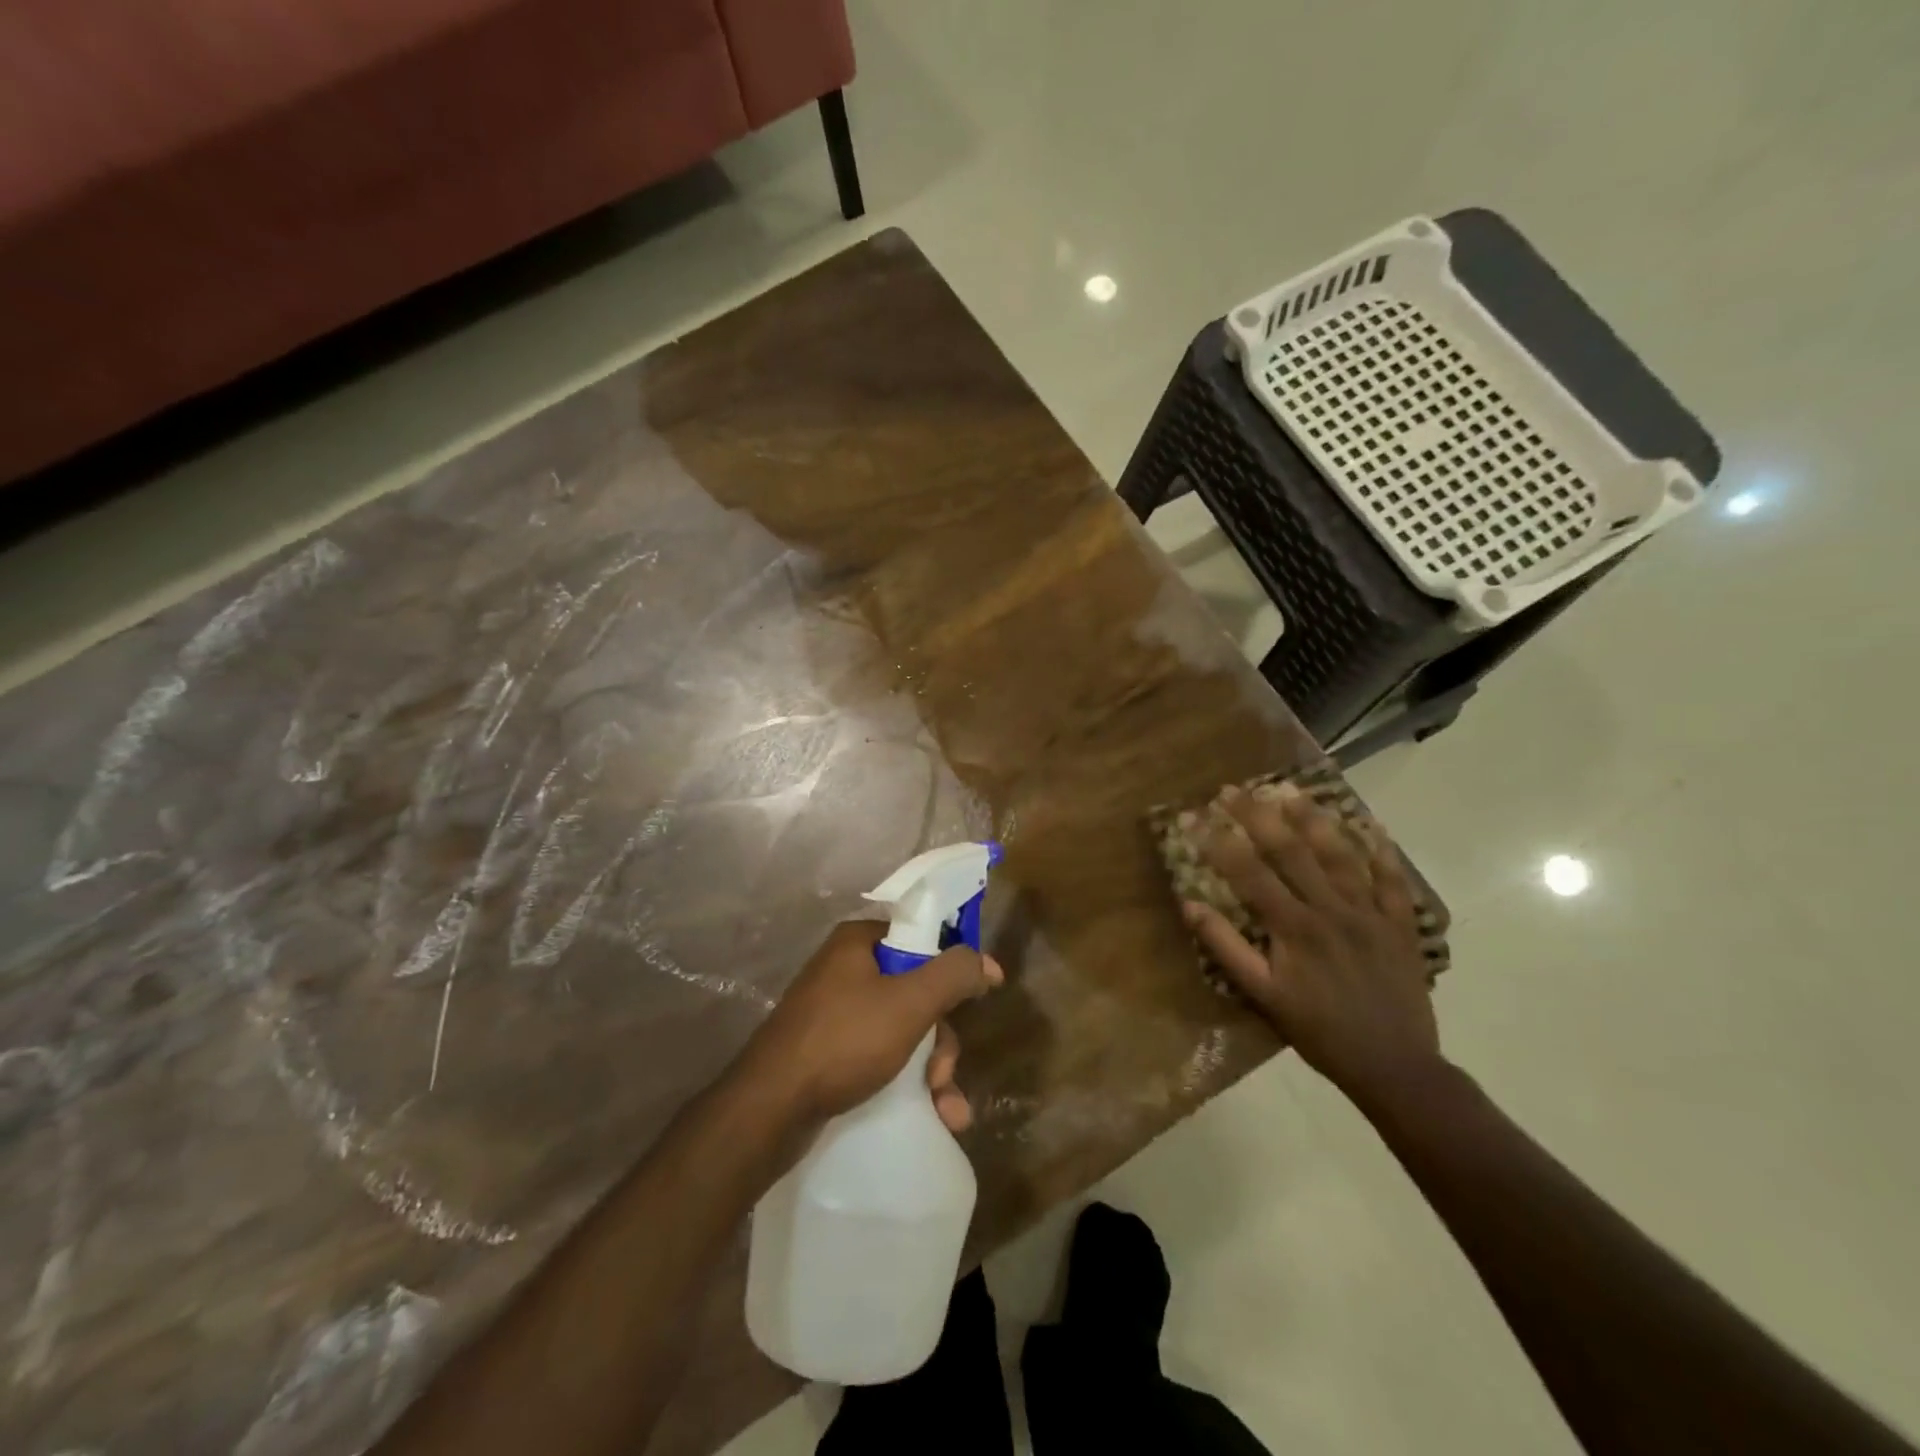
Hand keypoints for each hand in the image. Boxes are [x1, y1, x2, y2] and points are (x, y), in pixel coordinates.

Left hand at [741, 920, 1003, 1130]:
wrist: (768, 1110)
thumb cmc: (843, 1040)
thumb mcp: (908, 1003)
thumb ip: (952, 975)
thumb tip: (986, 962)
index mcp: (858, 943)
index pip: (919, 937)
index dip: (952, 965)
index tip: (980, 993)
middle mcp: (846, 971)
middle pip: (916, 990)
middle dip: (941, 1038)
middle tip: (944, 1073)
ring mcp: (835, 1014)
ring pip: (904, 1030)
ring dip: (933, 1070)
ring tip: (947, 1110)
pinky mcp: (830, 1053)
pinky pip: (883, 1056)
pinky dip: (909, 1082)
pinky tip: (933, 1116)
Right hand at [1180, 782, 1440, 1107]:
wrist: (1395, 1066)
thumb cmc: (1320, 1032)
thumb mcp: (1264, 997)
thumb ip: (1227, 948)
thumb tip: (1190, 905)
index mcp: (1294, 927)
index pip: (1248, 872)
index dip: (1218, 841)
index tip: (1193, 815)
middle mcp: (1331, 909)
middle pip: (1291, 851)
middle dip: (1258, 816)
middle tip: (1233, 788)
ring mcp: (1370, 913)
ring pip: (1339, 855)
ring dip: (1313, 819)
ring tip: (1291, 790)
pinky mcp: (1400, 925)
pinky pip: (1391, 880)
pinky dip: (1381, 851)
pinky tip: (1370, 825)